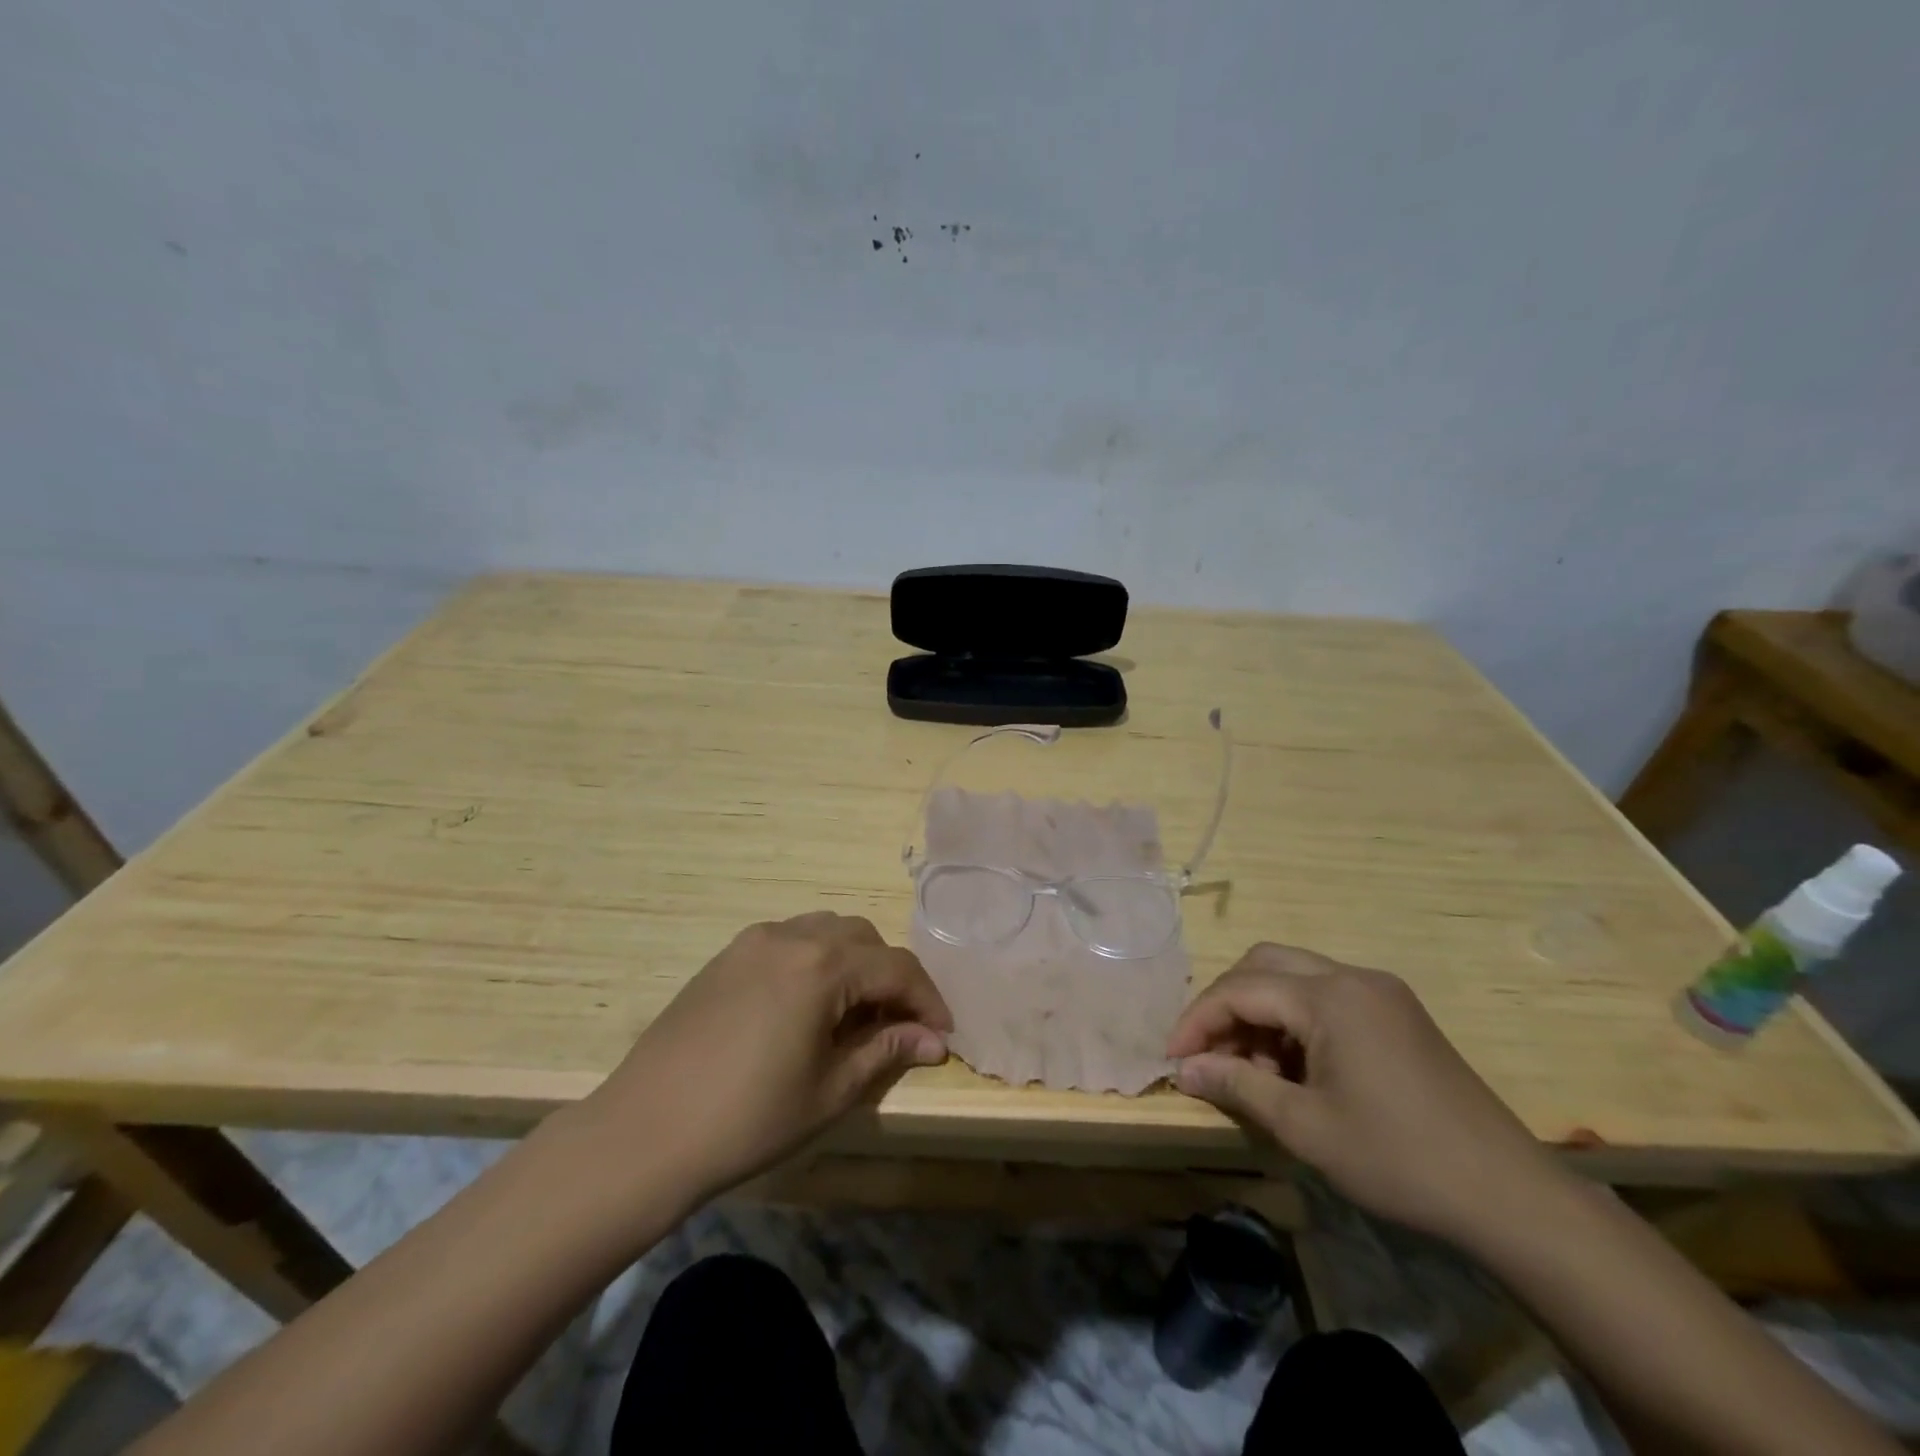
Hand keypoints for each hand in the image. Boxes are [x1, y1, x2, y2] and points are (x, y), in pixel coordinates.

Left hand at [582, 913, 951, 1205]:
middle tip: (898, 1024)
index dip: (927, 1000)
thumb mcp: (830, 1090)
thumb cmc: (748, 1119)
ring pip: (825, 931)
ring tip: (853, 1012)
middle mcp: (791, 937)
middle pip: (863, 939)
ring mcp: (753, 941)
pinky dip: (814, 960)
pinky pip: (789, 940)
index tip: (943, 1034)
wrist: (644, 1132)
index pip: (896, 968)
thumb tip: (934, 1040)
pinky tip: (806, 1005)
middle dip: (890, 976)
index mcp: (822, 966)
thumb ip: (886, 1051)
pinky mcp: (726, 955)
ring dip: (852, 962)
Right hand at [1167, 944, 1563, 1245]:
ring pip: (1295, 980)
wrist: (1512, 1198)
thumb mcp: (1305, 1127)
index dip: (1198, 1020)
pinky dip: (1295, 1024)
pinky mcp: (1398, 1014)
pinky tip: (1295, 1070)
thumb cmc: (1399, 1159)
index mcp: (1330, 996)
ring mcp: (1381, 993)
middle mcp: (1354, 977)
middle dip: (1227, 1005)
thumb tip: (1184, 1069)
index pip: (1241, 989)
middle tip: (1209, 1053)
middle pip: (1265, 965)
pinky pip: (1327, 999)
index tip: (1173, 1058)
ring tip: (1254, 1074)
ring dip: (1261, 1015)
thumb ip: (1237, 1087)